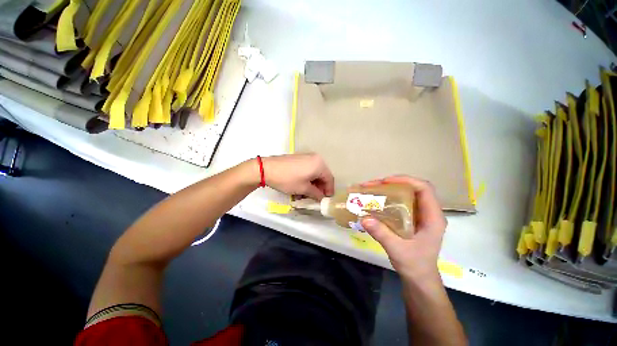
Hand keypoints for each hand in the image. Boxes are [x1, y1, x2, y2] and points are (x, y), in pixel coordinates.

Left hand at [261, 153, 333, 199]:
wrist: (267, 169)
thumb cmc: (288, 179)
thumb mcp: (304, 189)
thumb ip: (316, 194)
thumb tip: (322, 198)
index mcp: (319, 164)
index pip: (329, 179)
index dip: (329, 190)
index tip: (326, 200)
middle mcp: (315, 158)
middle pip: (322, 175)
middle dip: (320, 188)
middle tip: (316, 198)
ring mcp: (306, 157)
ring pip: (314, 173)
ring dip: (312, 184)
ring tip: (306, 194)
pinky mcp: (299, 158)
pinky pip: (308, 169)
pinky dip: (307, 178)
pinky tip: (301, 186)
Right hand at [360, 176, 446, 282]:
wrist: (419, 279)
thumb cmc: (415, 266)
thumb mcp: (398, 250)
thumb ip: (382, 234)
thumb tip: (364, 218)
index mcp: (433, 217)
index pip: (424, 189)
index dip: (406, 180)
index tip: (386, 181)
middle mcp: (428, 212)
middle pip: (413, 188)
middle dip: (392, 183)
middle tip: (373, 185)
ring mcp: (420, 215)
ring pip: (406, 194)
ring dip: (389, 189)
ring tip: (371, 189)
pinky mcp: (411, 219)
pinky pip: (400, 202)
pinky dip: (388, 198)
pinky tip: (376, 200)